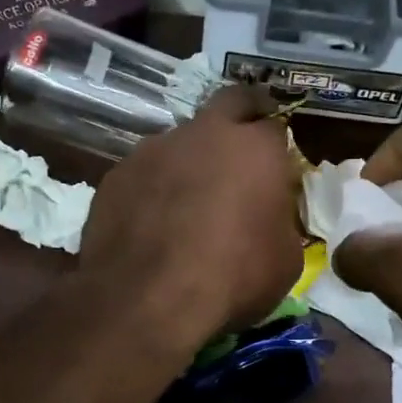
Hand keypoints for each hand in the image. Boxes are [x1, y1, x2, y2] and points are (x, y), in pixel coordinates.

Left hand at [81, 85, 304, 340]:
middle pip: (229, 102)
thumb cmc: (232, 279)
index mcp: (255, 148)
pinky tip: (151, 221)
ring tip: (187, 201)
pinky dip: (153, 188)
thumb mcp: (285, 260)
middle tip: (242, 148)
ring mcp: (154, 149)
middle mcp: (204, 133)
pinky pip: (144, 172)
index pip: (275, 126)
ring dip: (189, 159)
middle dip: (240, 117)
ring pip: (180, 140)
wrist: (148, 299)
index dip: (278, 147)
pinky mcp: (116, 174)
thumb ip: (280, 220)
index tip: (277, 168)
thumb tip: (270, 213)